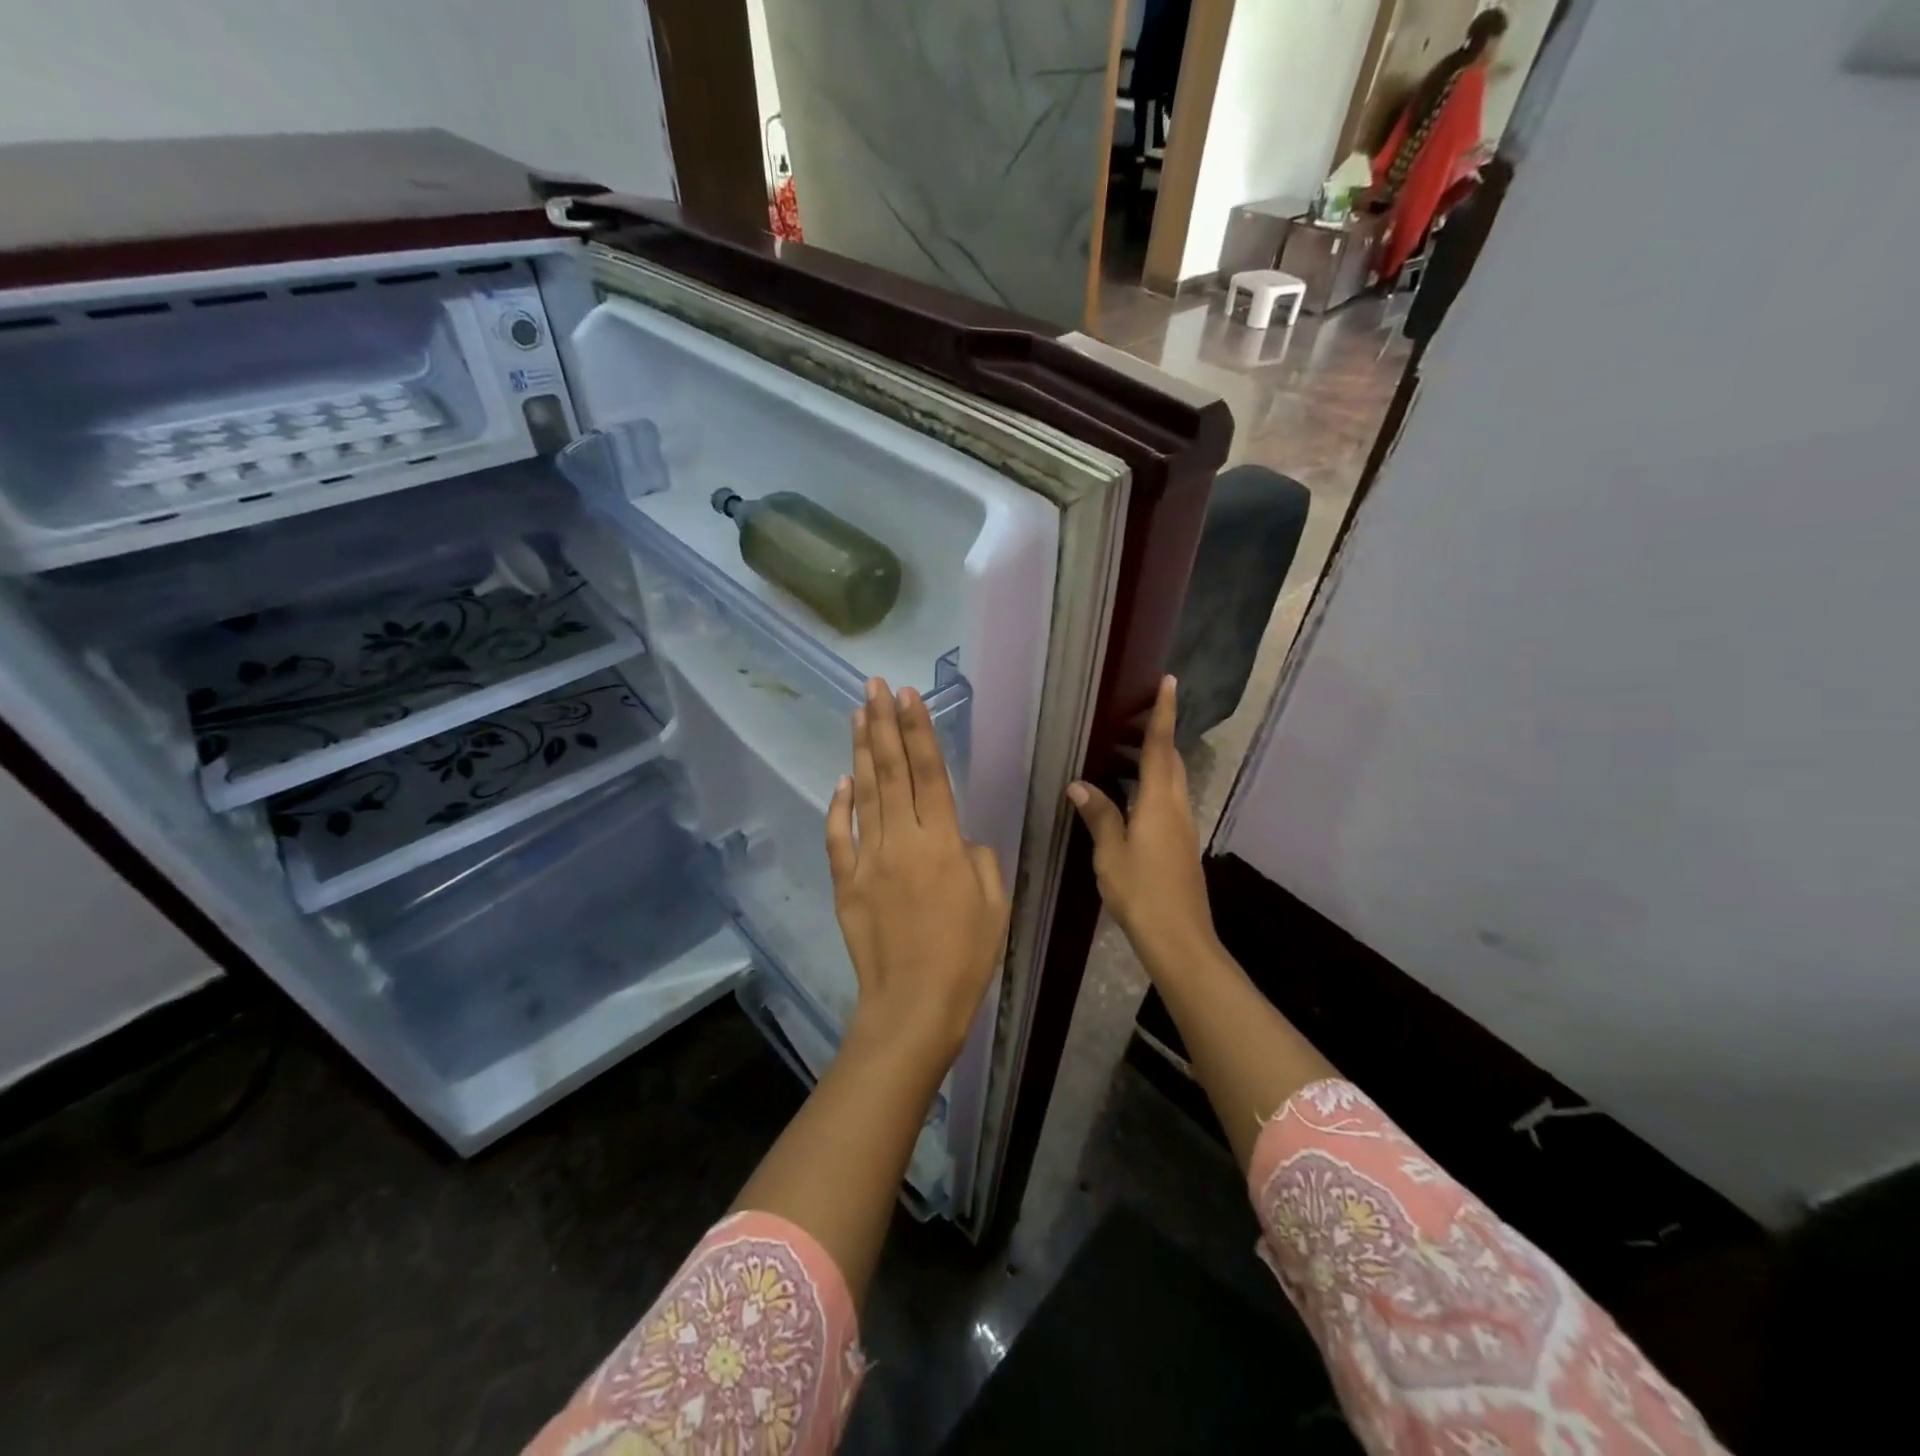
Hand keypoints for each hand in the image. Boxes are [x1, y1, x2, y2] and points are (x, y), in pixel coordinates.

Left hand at [826, 679, 1009, 1063]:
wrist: (913, 1005)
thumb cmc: (965, 956)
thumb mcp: (994, 903)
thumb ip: (979, 859)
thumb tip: (958, 839)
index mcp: (943, 843)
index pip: (929, 773)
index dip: (919, 730)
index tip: (907, 695)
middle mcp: (903, 841)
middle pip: (891, 772)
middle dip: (883, 724)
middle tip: (873, 686)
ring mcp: (869, 860)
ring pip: (864, 794)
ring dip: (862, 752)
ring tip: (857, 714)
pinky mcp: (847, 883)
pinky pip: (840, 837)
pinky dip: (839, 806)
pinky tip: (840, 781)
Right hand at [1067, 674, 1218, 976]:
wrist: (1179, 938)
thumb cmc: (1140, 893)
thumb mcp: (1110, 854)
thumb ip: (1099, 816)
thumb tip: (1080, 785)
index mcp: (1158, 803)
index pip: (1159, 748)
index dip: (1163, 714)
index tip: (1169, 682)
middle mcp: (1176, 807)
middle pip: (1170, 760)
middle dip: (1157, 734)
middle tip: (1132, 717)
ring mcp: (1183, 826)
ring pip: (1171, 780)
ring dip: (1154, 760)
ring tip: (1121, 755)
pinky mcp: (1182, 844)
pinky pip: (1168, 800)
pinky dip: (1152, 786)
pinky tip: (1130, 798)